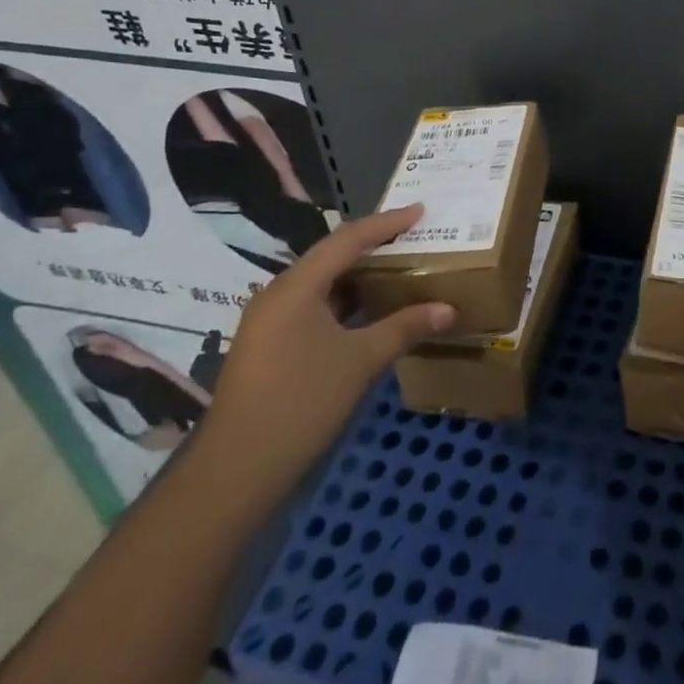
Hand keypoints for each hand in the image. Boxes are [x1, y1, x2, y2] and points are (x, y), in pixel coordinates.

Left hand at [195, 204, 453, 502]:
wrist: (235, 472)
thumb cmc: (301, 403)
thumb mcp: (360, 361)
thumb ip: (404, 327)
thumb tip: (448, 309)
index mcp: (296, 287)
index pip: (347, 239)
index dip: (386, 223)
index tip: (420, 210)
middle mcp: (278, 294)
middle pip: (332, 256)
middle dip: (373, 245)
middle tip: (413, 237)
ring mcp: (269, 321)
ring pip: (322, 283)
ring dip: (359, 276)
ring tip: (398, 268)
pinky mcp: (269, 344)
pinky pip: (313, 306)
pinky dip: (344, 301)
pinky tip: (369, 311)